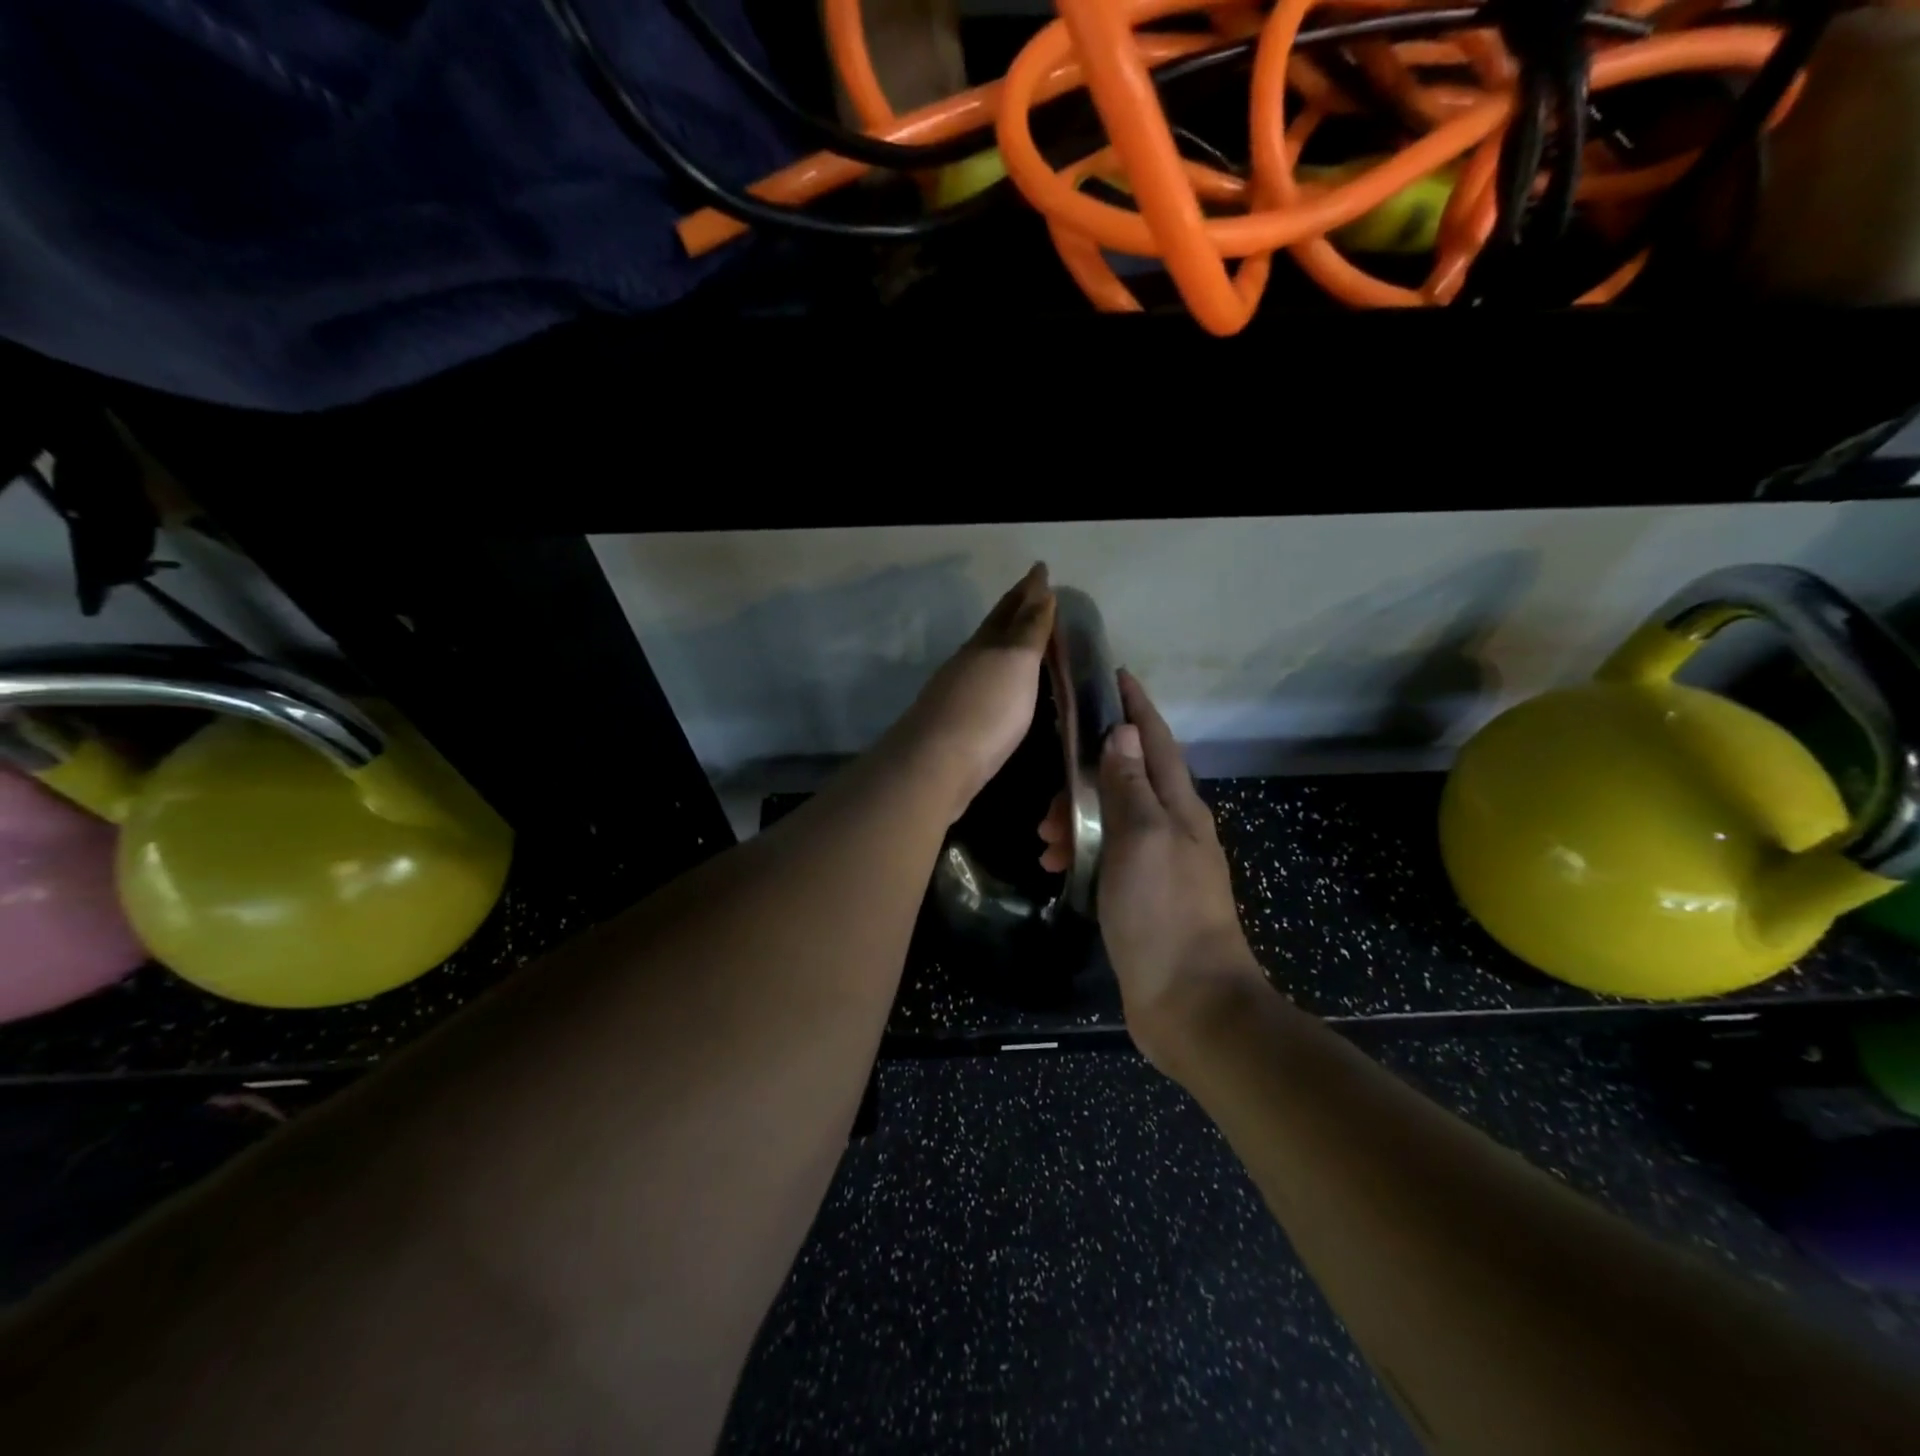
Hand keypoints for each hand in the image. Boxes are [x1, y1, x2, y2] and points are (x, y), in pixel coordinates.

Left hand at [887, 564, 1055, 823]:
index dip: (1027, 590)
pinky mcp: (956, 725)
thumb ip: (1029, 629)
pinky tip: (1002, 690)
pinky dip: (998, 678)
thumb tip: (1039, 590)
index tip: (1040, 570)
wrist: (936, 765)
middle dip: (1015, 611)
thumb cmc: (986, 710)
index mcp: (984, 644)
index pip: (1009, 609)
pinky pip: (983, 688)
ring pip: (985, 658)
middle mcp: (967, 663)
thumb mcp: (1015, 663)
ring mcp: (957, 694)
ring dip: (1006, 645)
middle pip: (993, 630)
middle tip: (1036, 597)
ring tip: (1025, 642)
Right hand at [1039, 671, 1266, 1067]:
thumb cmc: (1163, 913)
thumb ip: (1130, 784)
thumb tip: (1124, 732)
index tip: (1113, 675)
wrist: (1191, 1003)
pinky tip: (1057, 865)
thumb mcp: (1141, 838)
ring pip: (1113, 817)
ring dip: (1078, 816)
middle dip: (1087, 774)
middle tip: (1048, 797)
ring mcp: (1161, 863)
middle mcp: (1174, 828)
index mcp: (1180, 807)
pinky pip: (1108, 853)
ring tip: (1043, 838)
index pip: (1156, 740)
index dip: (1135, 706)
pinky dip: (1082, 849)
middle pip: (1129, 778)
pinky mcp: (1145, 895)